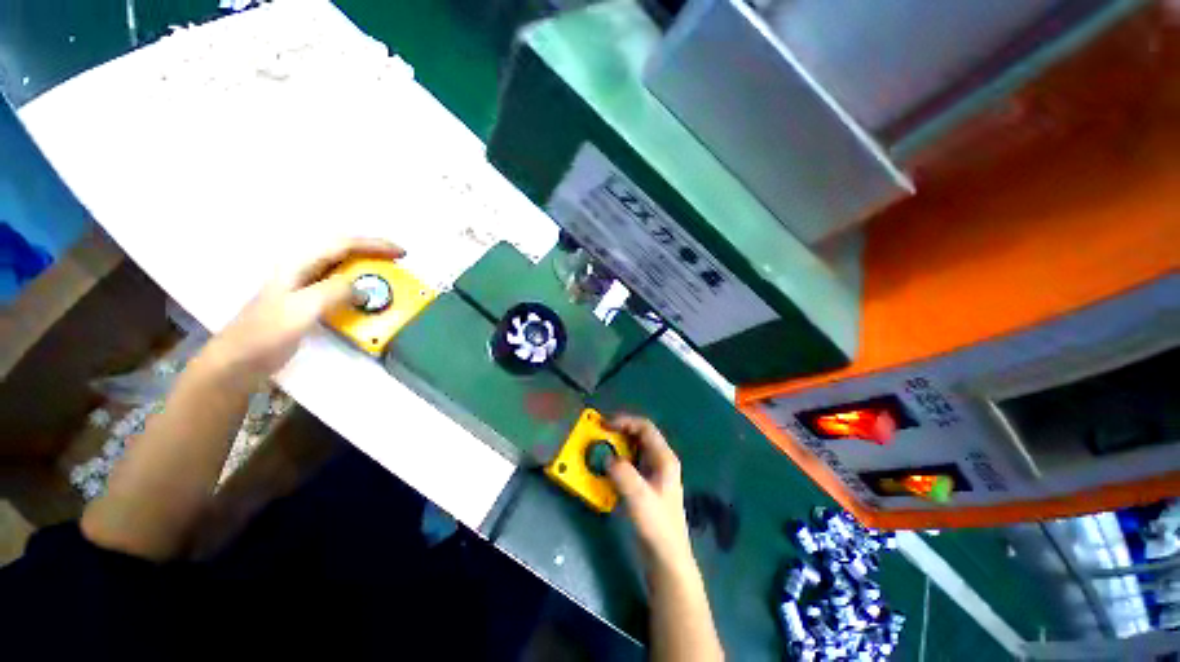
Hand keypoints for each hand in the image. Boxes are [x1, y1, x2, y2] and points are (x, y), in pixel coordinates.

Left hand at [203, 238, 404, 382]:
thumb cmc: (266, 334)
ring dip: (367, 269)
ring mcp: (303, 286)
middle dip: (373, 253)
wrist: (238, 362)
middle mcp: (302, 270)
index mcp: (299, 264)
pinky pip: (339, 287)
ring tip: (388, 277)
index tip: (401, 253)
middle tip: (398, 263)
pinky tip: (366, 297)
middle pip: (343, 252)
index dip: (375, 245)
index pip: (343, 244)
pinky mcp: (306, 303)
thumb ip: (334, 292)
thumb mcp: (301, 309)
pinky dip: (358, 287)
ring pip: (342, 268)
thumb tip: (365, 289)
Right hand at [607, 415, 694, 572]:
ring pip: (635, 450)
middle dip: (619, 432)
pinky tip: (608, 468)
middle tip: (599, 434)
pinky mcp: (647, 486)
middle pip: (640, 436)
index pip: (645, 428)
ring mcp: (654, 474)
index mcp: (664, 458)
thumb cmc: (657, 526)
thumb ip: (622, 473)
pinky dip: (619, 460)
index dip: (625, 421)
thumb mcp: (638, 497)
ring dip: (618, 446)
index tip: (604, 424)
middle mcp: (661, 461)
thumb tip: (607, 457)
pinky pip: (631, 464)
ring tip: (600, 448)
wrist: (666, 559)